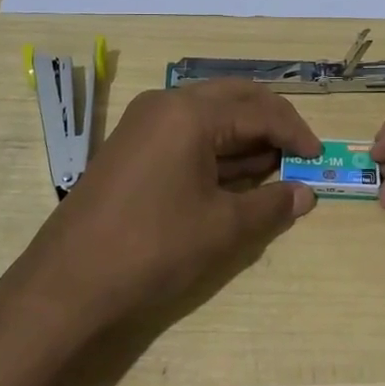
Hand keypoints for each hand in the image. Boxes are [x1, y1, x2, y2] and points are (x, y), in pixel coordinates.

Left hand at [0, 81, 322, 346]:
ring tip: (274, 169)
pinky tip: (235, 177)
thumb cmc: (152, 249)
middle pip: (234, 99)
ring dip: (244, 137)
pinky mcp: (131, 148)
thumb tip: (305, 194)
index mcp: (190, 113)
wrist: (66, 286)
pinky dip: (216, 150)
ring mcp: (143, 124)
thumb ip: (271, 205)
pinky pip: (186, 135)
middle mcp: (165, 105)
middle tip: (299, 153)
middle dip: (271, 124)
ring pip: (209, 116)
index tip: (319, 159)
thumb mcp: (222, 228)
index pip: (259, 110)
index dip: (295, 133)